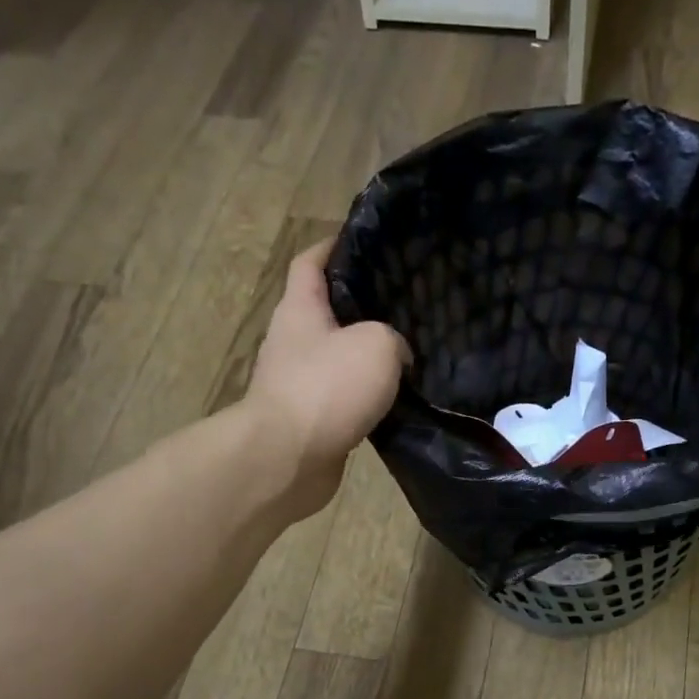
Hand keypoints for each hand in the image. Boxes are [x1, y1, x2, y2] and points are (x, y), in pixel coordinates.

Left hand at [244, 239, 409, 512]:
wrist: (289, 458)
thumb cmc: (327, 388)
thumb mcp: (376, 345)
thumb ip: (394, 339)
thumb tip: (398, 355)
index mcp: (300, 309)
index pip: (311, 262)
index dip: (333, 246)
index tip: (363, 241)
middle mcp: (294, 340)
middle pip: (327, 310)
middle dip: (361, 304)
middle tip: (404, 301)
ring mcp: (299, 382)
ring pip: (339, 357)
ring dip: (367, 355)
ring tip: (410, 350)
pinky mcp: (311, 418)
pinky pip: (344, 396)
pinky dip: (367, 394)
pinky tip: (397, 397)